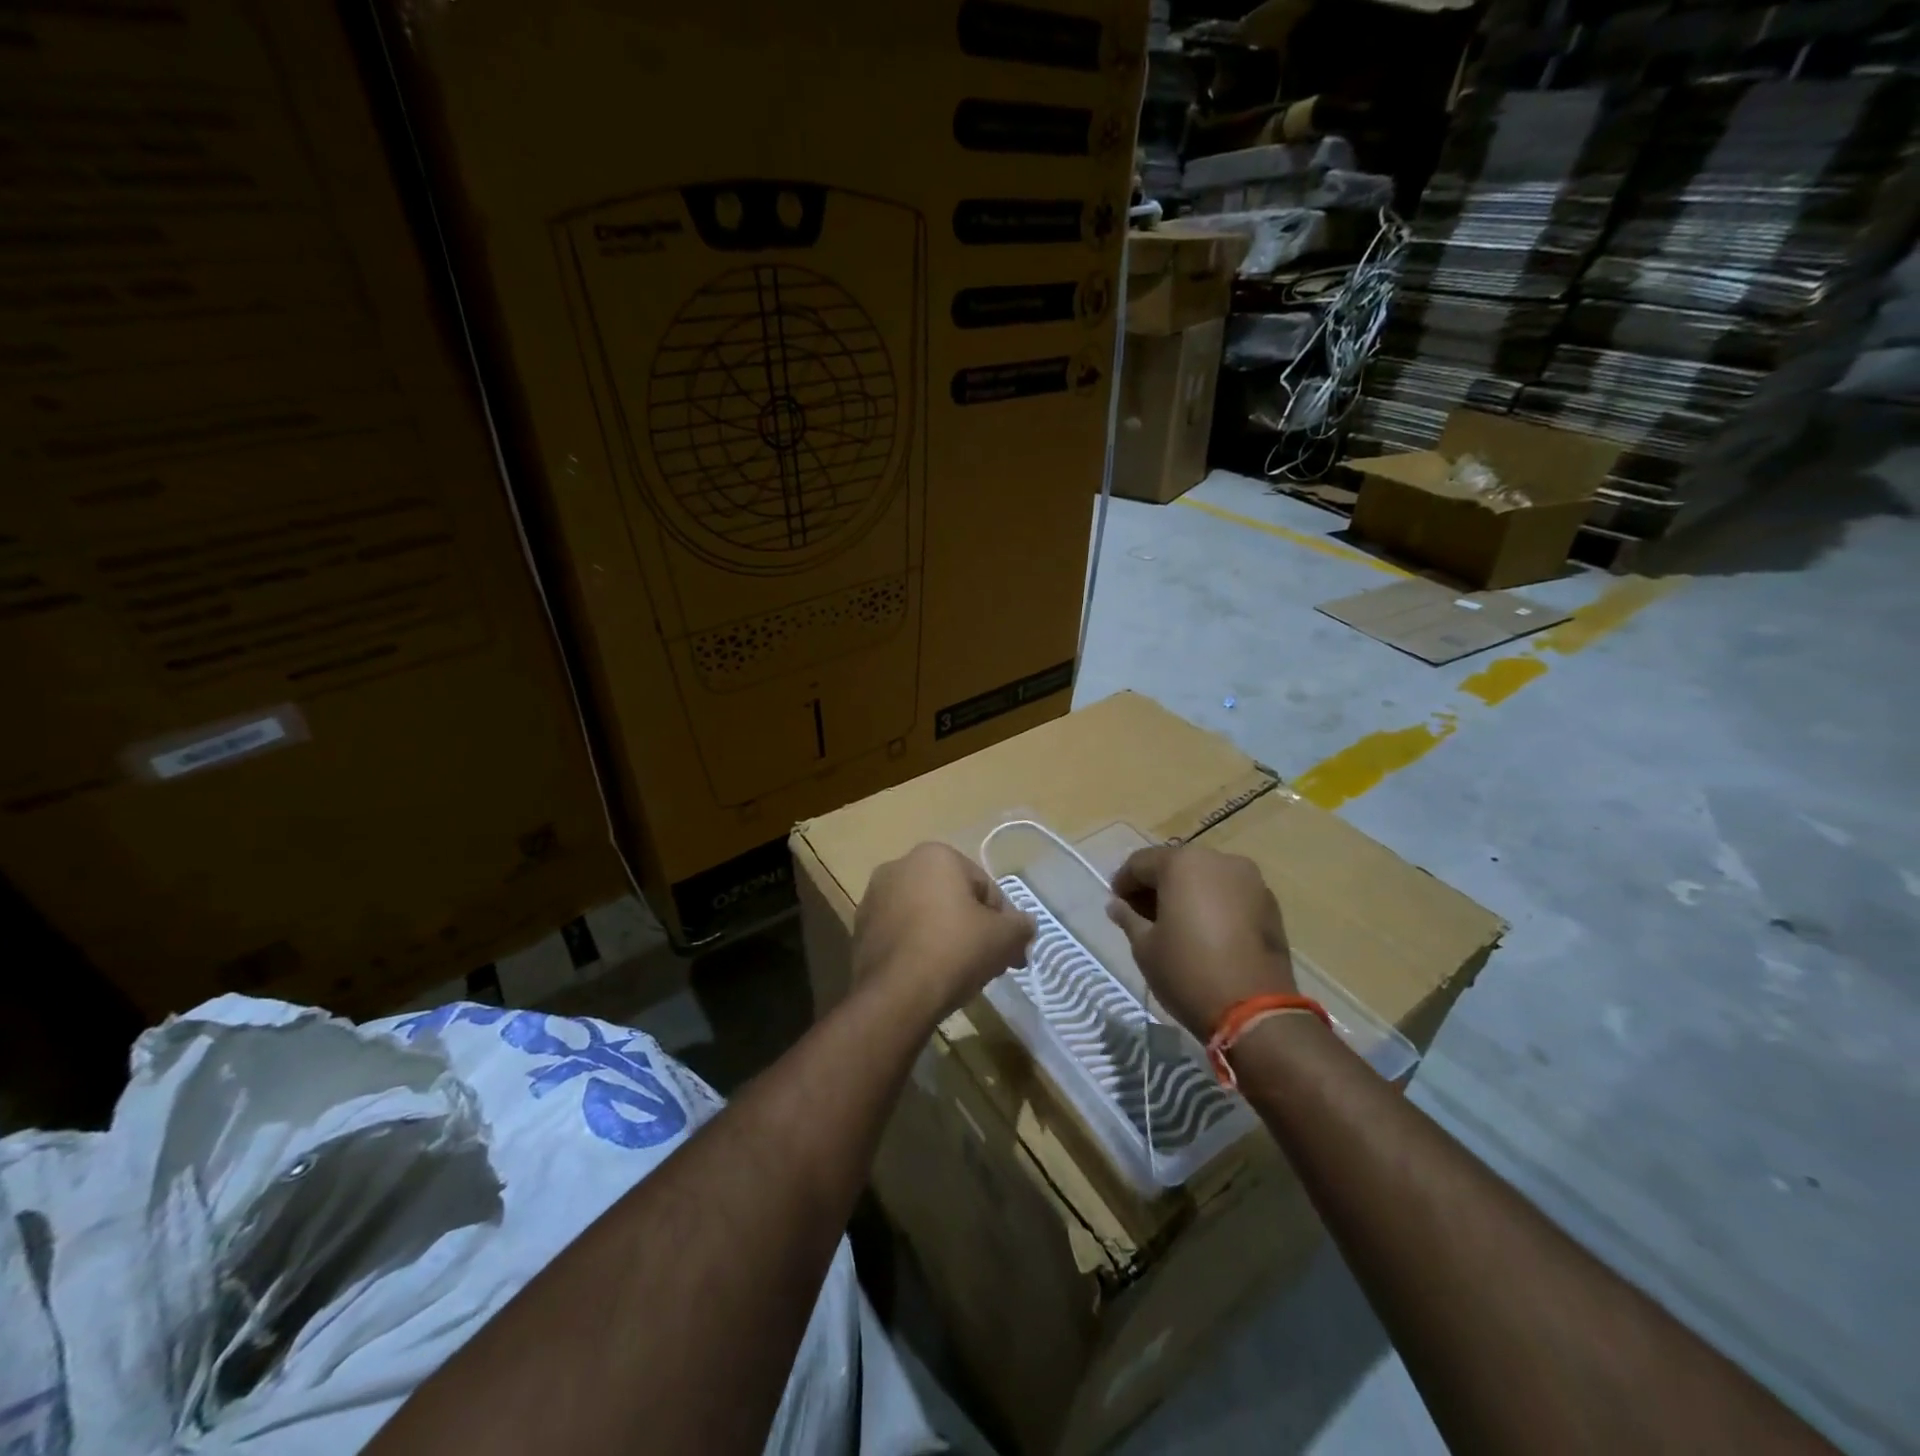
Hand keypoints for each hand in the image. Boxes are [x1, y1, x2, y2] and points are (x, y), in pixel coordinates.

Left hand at [854, 843, 1034, 1022]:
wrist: (897, 995)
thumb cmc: (955, 950)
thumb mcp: (1005, 937)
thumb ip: (1021, 925)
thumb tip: (1025, 925)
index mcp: (935, 855)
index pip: (985, 887)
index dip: (1003, 921)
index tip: (1011, 951)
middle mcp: (899, 866)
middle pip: (953, 899)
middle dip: (974, 928)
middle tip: (990, 962)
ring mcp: (874, 897)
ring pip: (926, 916)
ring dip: (946, 937)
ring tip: (961, 973)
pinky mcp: (860, 929)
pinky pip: (902, 934)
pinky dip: (918, 948)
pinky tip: (931, 976)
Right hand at [1105, 844, 1296, 1039]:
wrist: (1256, 1010)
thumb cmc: (1188, 972)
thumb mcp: (1145, 947)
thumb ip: (1128, 918)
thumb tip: (1116, 905)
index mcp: (1183, 863)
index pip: (1141, 862)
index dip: (1123, 882)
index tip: (1115, 903)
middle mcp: (1219, 860)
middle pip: (1176, 865)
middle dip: (1156, 886)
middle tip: (1141, 914)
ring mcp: (1250, 880)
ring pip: (1206, 877)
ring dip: (1185, 893)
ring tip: (1173, 923)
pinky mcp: (1270, 903)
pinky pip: (1230, 893)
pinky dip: (1212, 903)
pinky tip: (1204, 930)